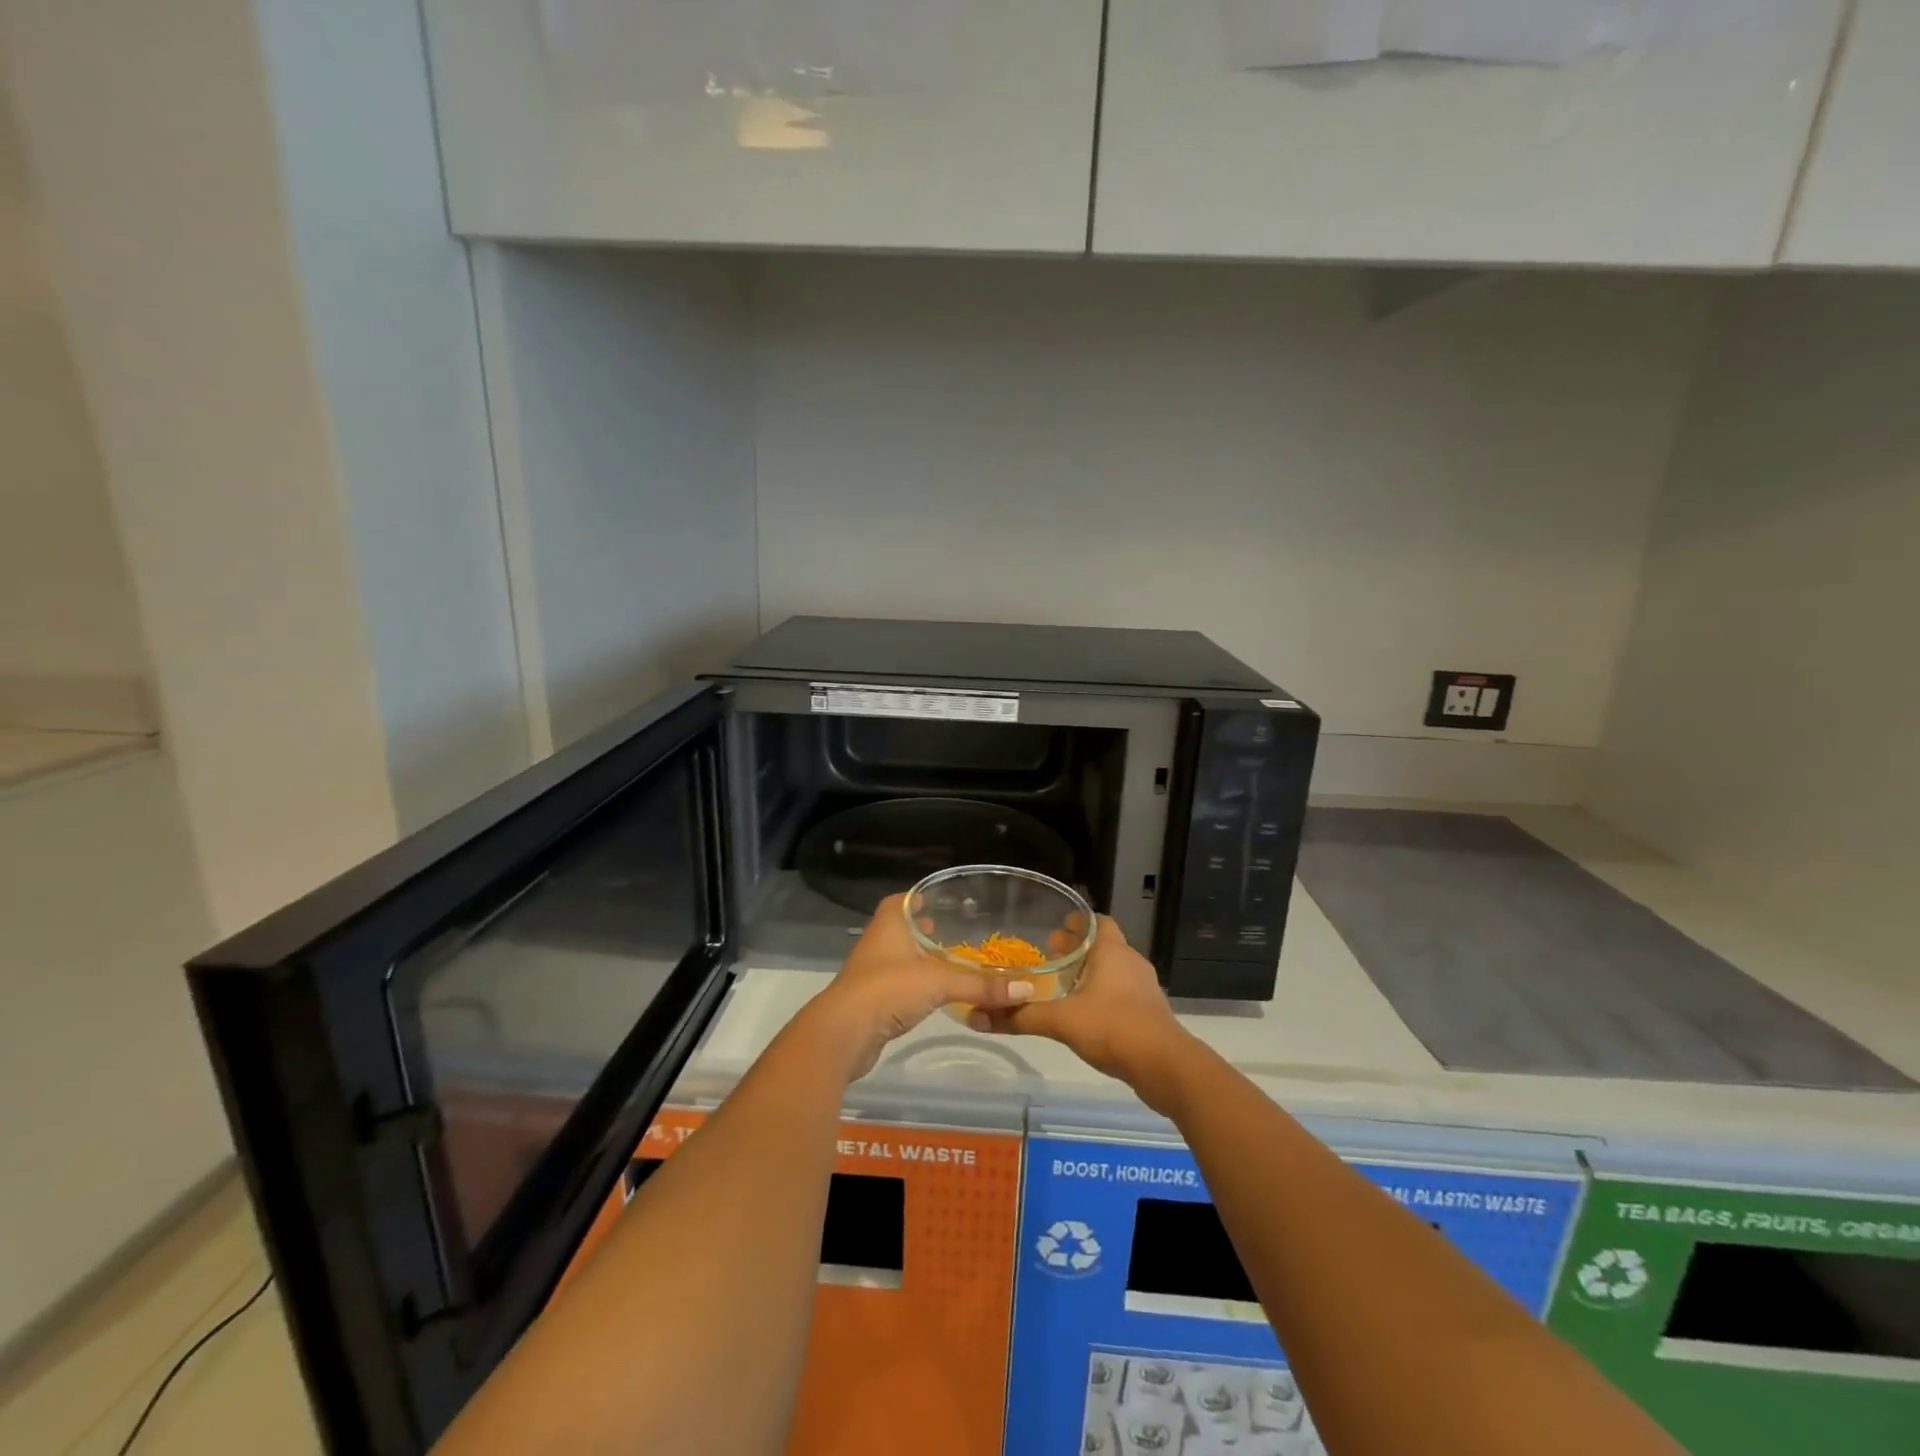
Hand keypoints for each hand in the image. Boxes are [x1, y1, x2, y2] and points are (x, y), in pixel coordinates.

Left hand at [803, 894, 1036, 1080]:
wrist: (843, 1034)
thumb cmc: (888, 989)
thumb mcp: (939, 982)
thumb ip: (981, 985)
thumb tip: (1025, 989)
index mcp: (888, 925)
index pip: (901, 900)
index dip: (918, 898)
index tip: (940, 899)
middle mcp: (878, 944)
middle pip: (902, 929)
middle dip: (924, 929)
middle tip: (953, 929)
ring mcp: (871, 974)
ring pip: (900, 958)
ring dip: (920, 958)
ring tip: (949, 960)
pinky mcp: (871, 1003)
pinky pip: (898, 986)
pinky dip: (916, 985)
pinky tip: (935, 993)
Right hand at [969, 916, 1190, 1086]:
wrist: (1165, 1067)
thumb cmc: (1113, 1028)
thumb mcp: (1061, 1021)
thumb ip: (1020, 1017)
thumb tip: (977, 1017)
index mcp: (1112, 950)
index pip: (1095, 921)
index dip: (1075, 922)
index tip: (1052, 929)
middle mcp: (1130, 961)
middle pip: (1102, 944)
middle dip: (1077, 948)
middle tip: (1049, 956)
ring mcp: (1144, 987)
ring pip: (1113, 969)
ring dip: (1090, 972)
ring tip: (1063, 985)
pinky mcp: (1149, 1012)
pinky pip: (1122, 992)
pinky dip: (1103, 994)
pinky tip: (1084, 1013)